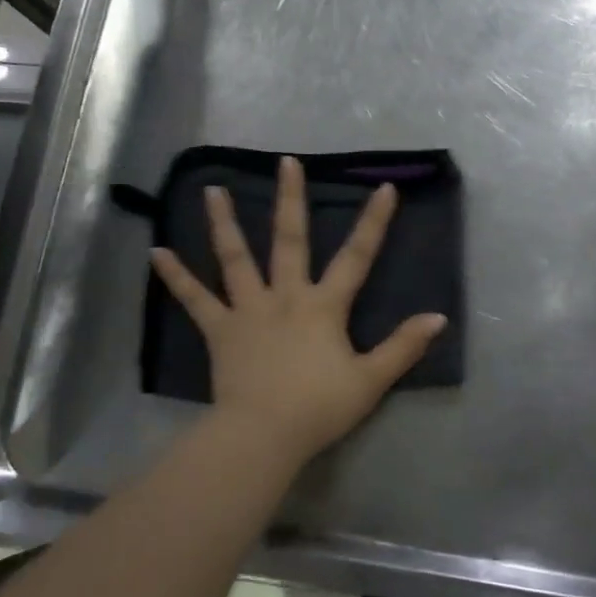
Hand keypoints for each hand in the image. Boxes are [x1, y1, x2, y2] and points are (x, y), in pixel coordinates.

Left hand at [150, 156, 447, 466]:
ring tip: (212, 190)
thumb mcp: (371, 380)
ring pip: (236, 259)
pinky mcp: (220, 330)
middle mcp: (285, 296)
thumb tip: (438, 317)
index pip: (356, 257)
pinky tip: (157, 252)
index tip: (384, 188)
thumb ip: (403, 347)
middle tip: (286, 162)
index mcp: (324, 306)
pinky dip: (176, 276)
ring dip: (225, 223)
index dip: (373, 222)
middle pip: (289, 240)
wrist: (264, 434)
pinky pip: (195, 299)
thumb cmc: (320, 407)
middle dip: (291, 199)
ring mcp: (248, 310)